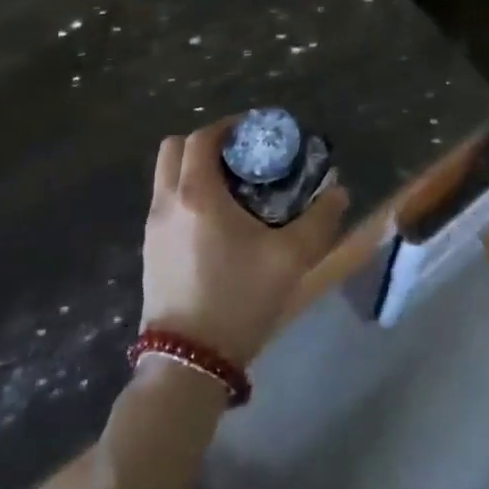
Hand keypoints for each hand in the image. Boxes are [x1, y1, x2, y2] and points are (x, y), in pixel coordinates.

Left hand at [140, 117, 349, 367]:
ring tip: (231, 187)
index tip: (255, 131)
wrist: (188, 363)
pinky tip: (216, 221)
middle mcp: (167, 201)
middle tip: (240, 156)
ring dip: (193, 167)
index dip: (229, 125)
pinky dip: (185, 193)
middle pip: (175, 147)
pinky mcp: (149, 251)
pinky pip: (164, 201)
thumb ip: (320, 220)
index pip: (203, 137)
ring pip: (166, 175)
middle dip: (207, 142)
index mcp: (197, 193)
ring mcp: (152, 227)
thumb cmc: (238, 300)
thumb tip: (339, 191)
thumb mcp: (291, 259)